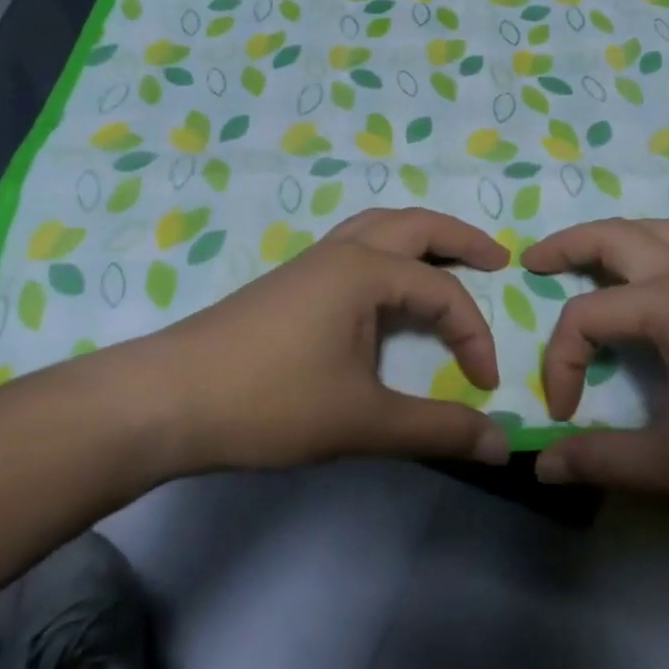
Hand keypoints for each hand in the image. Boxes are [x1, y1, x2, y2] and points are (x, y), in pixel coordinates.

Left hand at [143, 208, 513, 472]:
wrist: (166, 400)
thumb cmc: (269, 401)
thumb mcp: (362, 421)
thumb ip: (436, 429)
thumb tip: (502, 444)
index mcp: (364, 271)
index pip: (443, 292)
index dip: (474, 335)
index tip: (484, 385)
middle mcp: (340, 252)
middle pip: (414, 224)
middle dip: (461, 238)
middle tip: (497, 260)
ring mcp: (309, 264)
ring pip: (377, 228)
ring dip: (419, 239)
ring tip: (447, 262)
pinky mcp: (288, 284)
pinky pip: (353, 249)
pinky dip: (386, 255)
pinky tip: (383, 292)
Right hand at [521, 219, 668, 521]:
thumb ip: (605, 460)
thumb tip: (541, 462)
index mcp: (668, 307)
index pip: (585, 318)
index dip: (561, 365)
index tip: (566, 416)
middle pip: (616, 236)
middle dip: (567, 245)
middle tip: (533, 264)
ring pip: (661, 233)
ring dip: (616, 239)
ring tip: (589, 263)